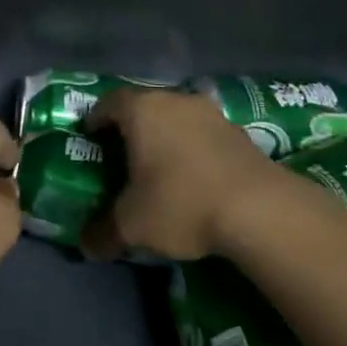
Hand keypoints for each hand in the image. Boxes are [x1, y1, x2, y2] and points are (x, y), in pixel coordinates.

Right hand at [80, 88, 335, 261]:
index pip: (109, 101)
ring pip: (177, 117)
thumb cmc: (181, 203)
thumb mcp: (132, 225)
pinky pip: (204, 133)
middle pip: (144, 105)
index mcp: (142, 110)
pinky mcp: (240, 133)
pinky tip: (194, 177)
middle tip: (121, 153)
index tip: (90, 137)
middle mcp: (175, 100)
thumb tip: (86, 245)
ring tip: (160, 166)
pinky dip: (193, 148)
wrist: (260, 210)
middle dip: (131, 127)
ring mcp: (212, 114)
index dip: (96, 118)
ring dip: (166, 136)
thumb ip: (103, 232)